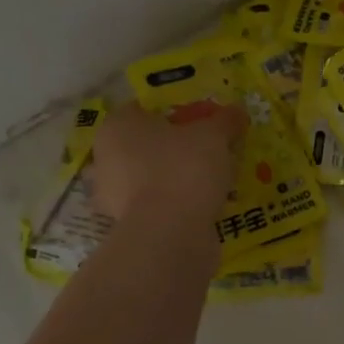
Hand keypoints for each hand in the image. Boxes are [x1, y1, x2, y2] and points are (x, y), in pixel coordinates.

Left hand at [92, 101, 244, 230]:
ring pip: (151, 177)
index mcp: (118, 126)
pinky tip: (202, 206)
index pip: (145, 109)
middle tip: (209, 150)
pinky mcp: (126, 226)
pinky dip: (175, 205)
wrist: (170, 234)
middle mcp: (106, 158)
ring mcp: (112, 196)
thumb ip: (224, 120)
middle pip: (147, 145)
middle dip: (175, 147)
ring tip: (211, 181)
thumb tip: (237, 111)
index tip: (201, 121)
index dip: (175, 111)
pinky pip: (156, 206)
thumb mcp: (213, 136)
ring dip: (175, 178)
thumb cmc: (183, 169)